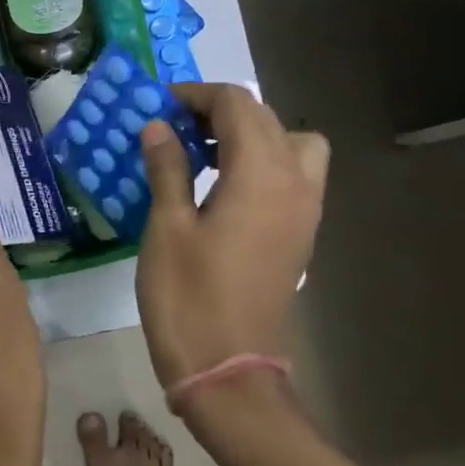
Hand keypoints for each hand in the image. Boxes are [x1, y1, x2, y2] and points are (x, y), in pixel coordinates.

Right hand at [135, 83, 329, 387]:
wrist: (227, 370)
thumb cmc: (188, 297)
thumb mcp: (166, 227)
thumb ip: (167, 168)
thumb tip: (159, 127)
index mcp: (261, 174)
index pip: (237, 105)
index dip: (196, 95)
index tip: (159, 106)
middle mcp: (295, 182)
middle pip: (265, 118)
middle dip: (219, 111)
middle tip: (172, 128)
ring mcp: (305, 210)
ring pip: (290, 144)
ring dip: (249, 135)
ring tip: (202, 154)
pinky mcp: (300, 234)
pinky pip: (293, 175)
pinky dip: (262, 163)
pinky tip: (221, 188)